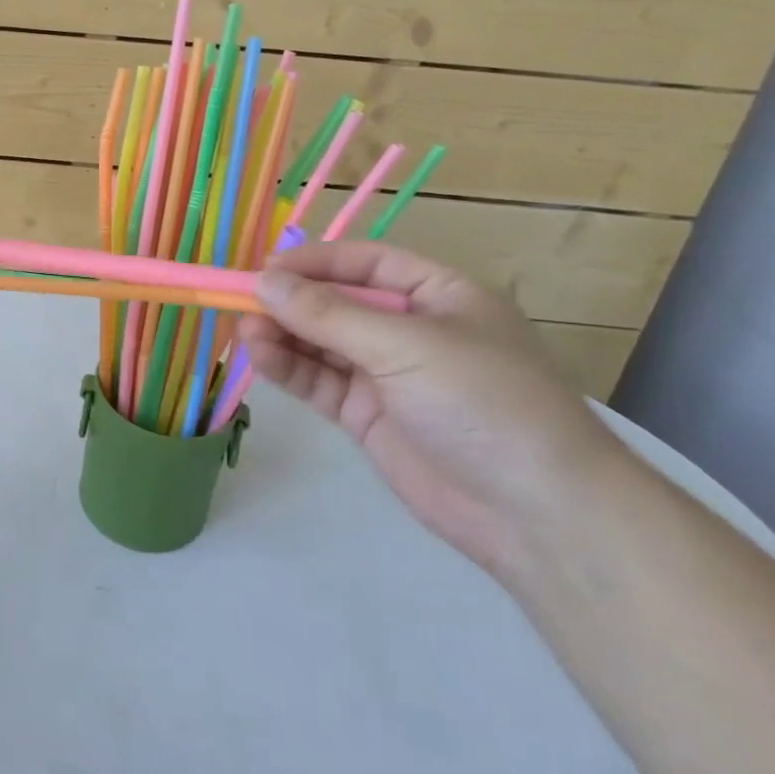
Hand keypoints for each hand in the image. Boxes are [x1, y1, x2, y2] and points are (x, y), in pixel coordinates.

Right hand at [239, 240, 631, 581]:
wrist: (533, 512)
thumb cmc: (482, 402)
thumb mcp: (404, 346)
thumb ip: (327, 314)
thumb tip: (263, 281)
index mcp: (439, 296)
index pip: (368, 262)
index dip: (316, 261)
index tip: (266, 269)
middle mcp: (411, 330)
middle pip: (338, 303)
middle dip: (292, 301)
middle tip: (241, 302)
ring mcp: (387, 375)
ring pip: (321, 343)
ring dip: (283, 334)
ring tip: (244, 332)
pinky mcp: (368, 415)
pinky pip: (319, 381)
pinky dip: (289, 368)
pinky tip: (260, 357)